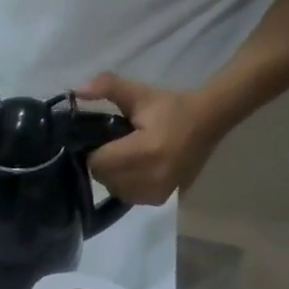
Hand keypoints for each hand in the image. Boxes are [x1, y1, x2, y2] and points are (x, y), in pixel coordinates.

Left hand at [79, 72, 225, 206]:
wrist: (209, 122)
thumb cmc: (173, 108)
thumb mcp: (140, 94)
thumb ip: (109, 89)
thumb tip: (78, 92)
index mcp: (144, 151)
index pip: (97, 162)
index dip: (95, 150)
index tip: (104, 140)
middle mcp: (149, 176)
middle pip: (104, 177)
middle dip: (104, 163)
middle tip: (117, 147)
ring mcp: (156, 191)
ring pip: (114, 189)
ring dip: (114, 176)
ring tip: (128, 158)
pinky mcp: (160, 199)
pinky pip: (129, 197)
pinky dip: (127, 186)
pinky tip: (138, 170)